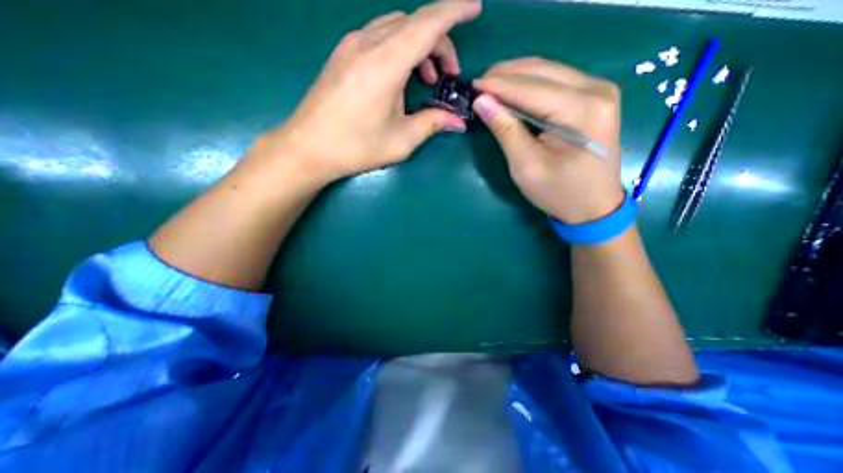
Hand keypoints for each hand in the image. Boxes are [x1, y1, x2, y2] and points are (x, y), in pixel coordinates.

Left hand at [250, 1, 480, 182]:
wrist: (308, 147)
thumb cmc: (356, 147)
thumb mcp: (401, 141)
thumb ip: (432, 124)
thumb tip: (458, 121)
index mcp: (386, 64)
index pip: (428, 23)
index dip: (455, 11)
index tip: (475, 9)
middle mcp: (368, 44)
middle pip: (414, 23)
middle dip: (439, 42)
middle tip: (448, 74)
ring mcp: (351, 46)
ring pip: (396, 27)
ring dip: (418, 45)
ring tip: (426, 78)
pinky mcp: (342, 54)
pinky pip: (379, 36)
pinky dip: (399, 48)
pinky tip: (400, 76)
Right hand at [474, 58, 623, 223]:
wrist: (594, 207)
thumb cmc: (559, 193)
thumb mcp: (527, 167)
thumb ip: (506, 131)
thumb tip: (482, 102)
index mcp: (583, 111)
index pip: (532, 89)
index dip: (498, 86)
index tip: (471, 86)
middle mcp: (597, 90)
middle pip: (542, 71)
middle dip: (506, 75)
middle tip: (478, 85)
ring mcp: (599, 90)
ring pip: (549, 71)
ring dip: (517, 77)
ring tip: (490, 87)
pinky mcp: (594, 97)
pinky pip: (556, 81)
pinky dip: (530, 85)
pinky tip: (512, 93)